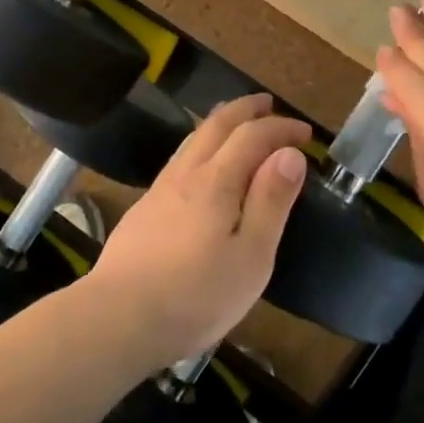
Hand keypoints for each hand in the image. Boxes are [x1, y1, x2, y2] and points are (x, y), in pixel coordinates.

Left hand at [87, 93, 310, 367]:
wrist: (118, 317)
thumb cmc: (196, 295)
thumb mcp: (251, 256)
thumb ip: (271, 201)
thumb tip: (290, 154)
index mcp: (216, 181)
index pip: (252, 135)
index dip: (281, 128)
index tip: (305, 133)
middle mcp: (186, 173)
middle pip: (216, 124)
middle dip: (245, 109)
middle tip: (268, 104)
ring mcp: (160, 189)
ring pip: (192, 139)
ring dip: (219, 123)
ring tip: (236, 123)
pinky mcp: (144, 209)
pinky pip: (179, 160)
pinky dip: (200, 146)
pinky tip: (200, 166)